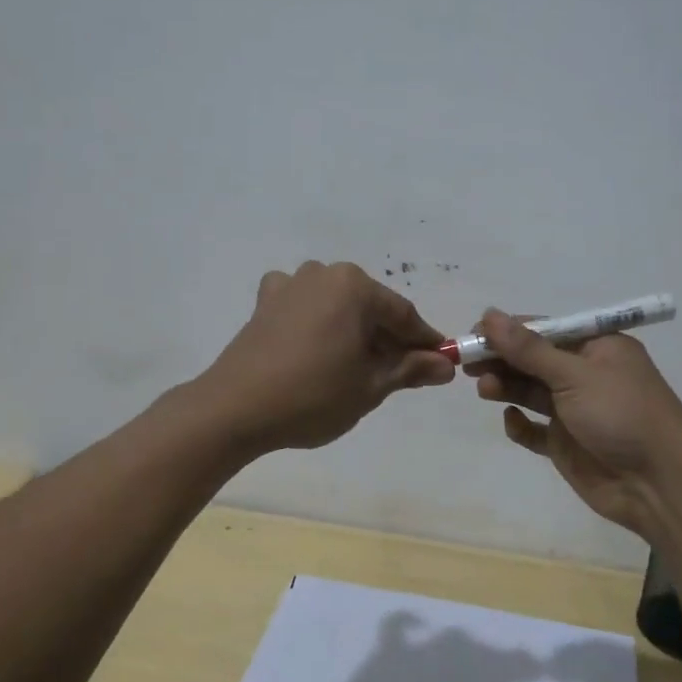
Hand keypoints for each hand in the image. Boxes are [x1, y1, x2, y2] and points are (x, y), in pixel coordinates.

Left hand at [195, 262, 455, 452]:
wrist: (235, 408)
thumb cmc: (314, 395)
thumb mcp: (371, 386)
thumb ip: (411, 369)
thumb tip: (446, 366)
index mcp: (354, 286)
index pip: (403, 315)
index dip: (424, 342)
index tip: (440, 365)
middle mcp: (323, 273)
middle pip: (370, 308)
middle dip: (388, 339)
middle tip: (400, 375)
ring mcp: (290, 285)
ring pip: (338, 307)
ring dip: (354, 332)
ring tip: (359, 368)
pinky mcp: (265, 303)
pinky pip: (305, 308)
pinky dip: (319, 325)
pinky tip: (317, 348)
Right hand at [467, 309, 681, 535]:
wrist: (659, 485)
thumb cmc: (622, 415)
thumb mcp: (574, 374)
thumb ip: (528, 348)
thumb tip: (489, 314)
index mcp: (596, 346)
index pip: (544, 329)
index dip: (508, 331)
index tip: (474, 334)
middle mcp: (585, 374)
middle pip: (532, 359)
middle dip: (501, 360)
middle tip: (468, 364)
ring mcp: (575, 410)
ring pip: (529, 391)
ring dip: (506, 387)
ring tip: (484, 390)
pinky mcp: (566, 443)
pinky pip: (534, 429)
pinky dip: (520, 424)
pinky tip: (513, 422)